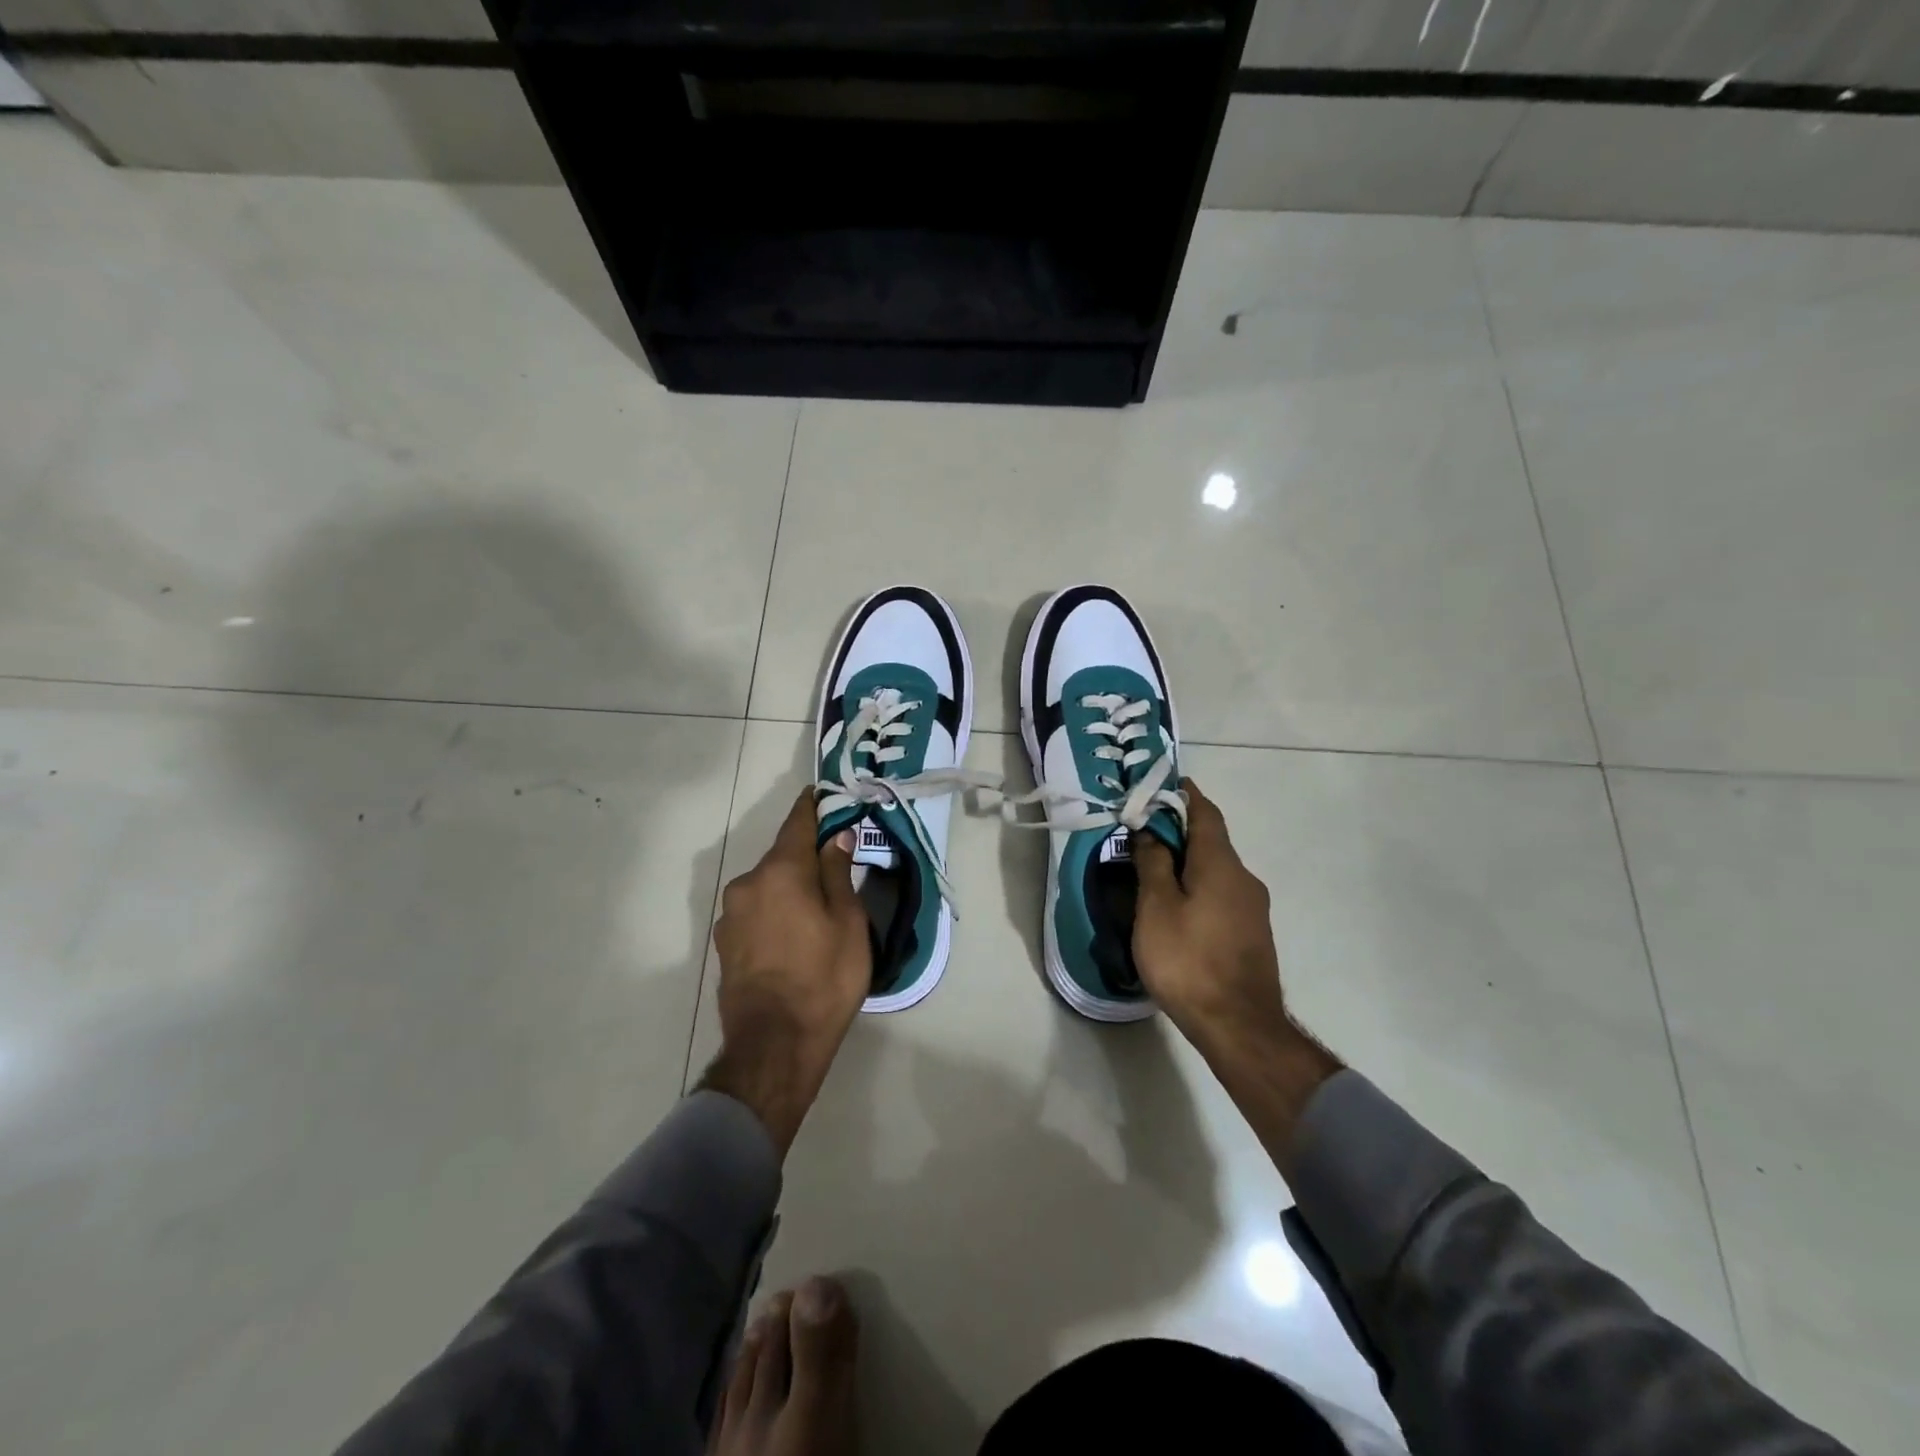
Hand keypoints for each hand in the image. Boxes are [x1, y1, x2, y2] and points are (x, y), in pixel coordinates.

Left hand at [701, 790, 870, 1156]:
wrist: (774, 1046)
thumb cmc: (823, 980)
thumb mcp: (848, 923)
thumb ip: (838, 872)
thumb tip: (836, 836)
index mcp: (780, 872)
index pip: (797, 822)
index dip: (813, 806)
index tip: (825, 795)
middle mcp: (747, 884)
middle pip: (781, 856)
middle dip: (806, 855)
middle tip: (836, 863)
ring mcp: (730, 915)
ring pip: (767, 886)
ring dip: (789, 886)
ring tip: (816, 908)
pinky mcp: (724, 943)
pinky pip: (756, 911)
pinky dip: (775, 910)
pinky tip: (793, 934)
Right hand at [1134, 779, 1340, 1170]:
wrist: (1240, 1027)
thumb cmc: (1189, 960)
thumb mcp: (1156, 908)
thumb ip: (1153, 864)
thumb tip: (1151, 832)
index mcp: (1221, 864)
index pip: (1205, 812)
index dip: (1184, 794)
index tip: (1160, 784)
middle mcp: (1244, 878)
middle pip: (1211, 840)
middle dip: (1179, 830)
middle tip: (1142, 831)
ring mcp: (1253, 908)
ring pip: (1216, 870)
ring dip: (1188, 861)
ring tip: (1152, 870)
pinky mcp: (1252, 933)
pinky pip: (1222, 893)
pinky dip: (1198, 886)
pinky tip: (1176, 906)